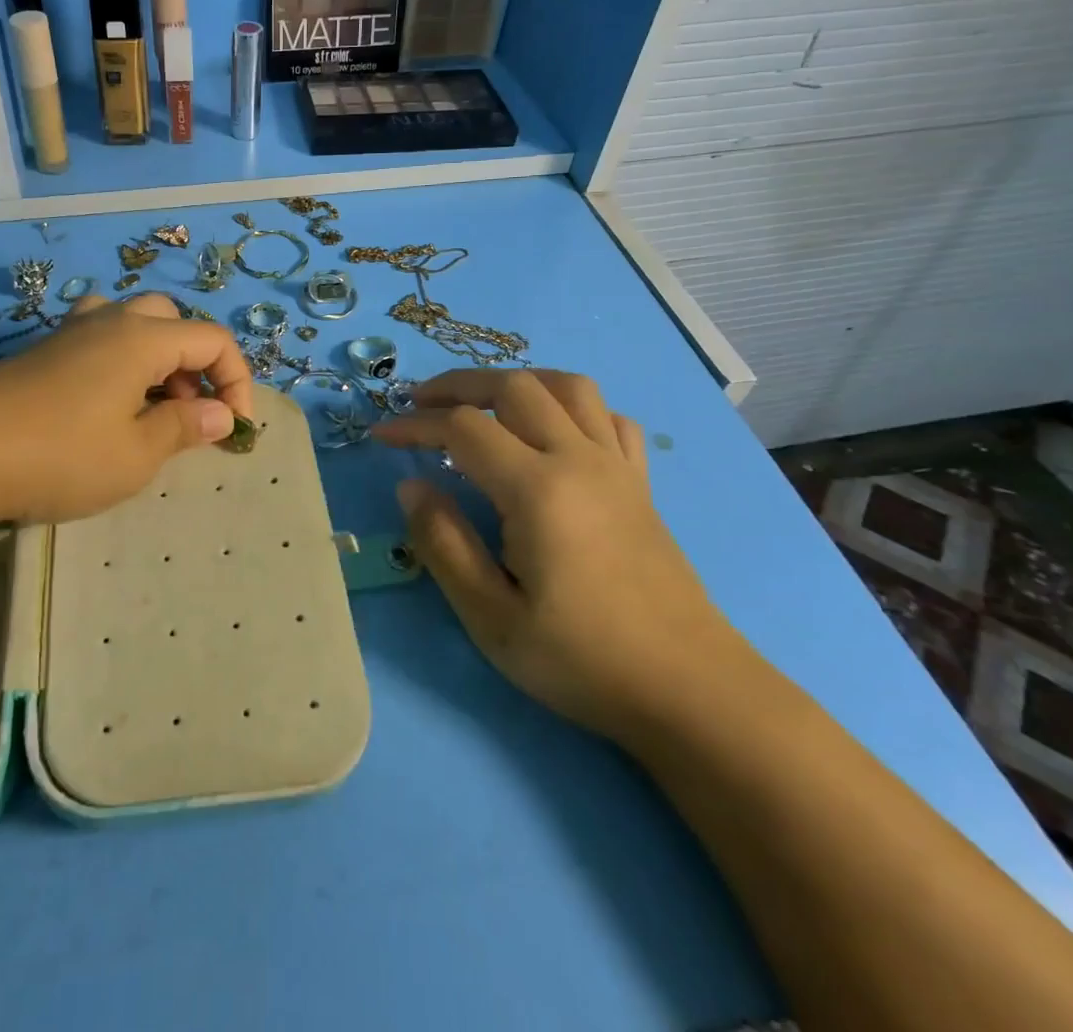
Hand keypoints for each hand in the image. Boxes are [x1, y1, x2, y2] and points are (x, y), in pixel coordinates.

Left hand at [0, 293, 253, 527]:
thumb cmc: (60, 455)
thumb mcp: (136, 454)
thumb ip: (185, 428)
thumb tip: (222, 415)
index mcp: (142, 338)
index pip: (213, 339)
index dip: (237, 380)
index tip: (234, 428)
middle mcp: (110, 321)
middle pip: (173, 321)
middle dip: (195, 364)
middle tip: (188, 413)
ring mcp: (70, 332)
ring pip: (133, 324)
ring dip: (156, 359)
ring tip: (148, 407)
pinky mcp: (41, 351)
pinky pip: (98, 339)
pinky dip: (120, 363)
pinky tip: (103, 405)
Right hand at [372, 369, 744, 739]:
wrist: (690, 691)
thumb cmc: (582, 660)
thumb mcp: (492, 618)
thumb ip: (443, 544)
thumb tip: (411, 485)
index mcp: (537, 489)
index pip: (463, 428)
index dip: (415, 425)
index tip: (382, 436)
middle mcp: (579, 459)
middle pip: (514, 386)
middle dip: (458, 385)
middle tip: (419, 403)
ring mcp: (616, 467)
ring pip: (568, 386)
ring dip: (517, 381)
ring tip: (483, 402)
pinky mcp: (640, 484)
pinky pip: (609, 417)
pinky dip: (573, 407)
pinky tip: (554, 431)